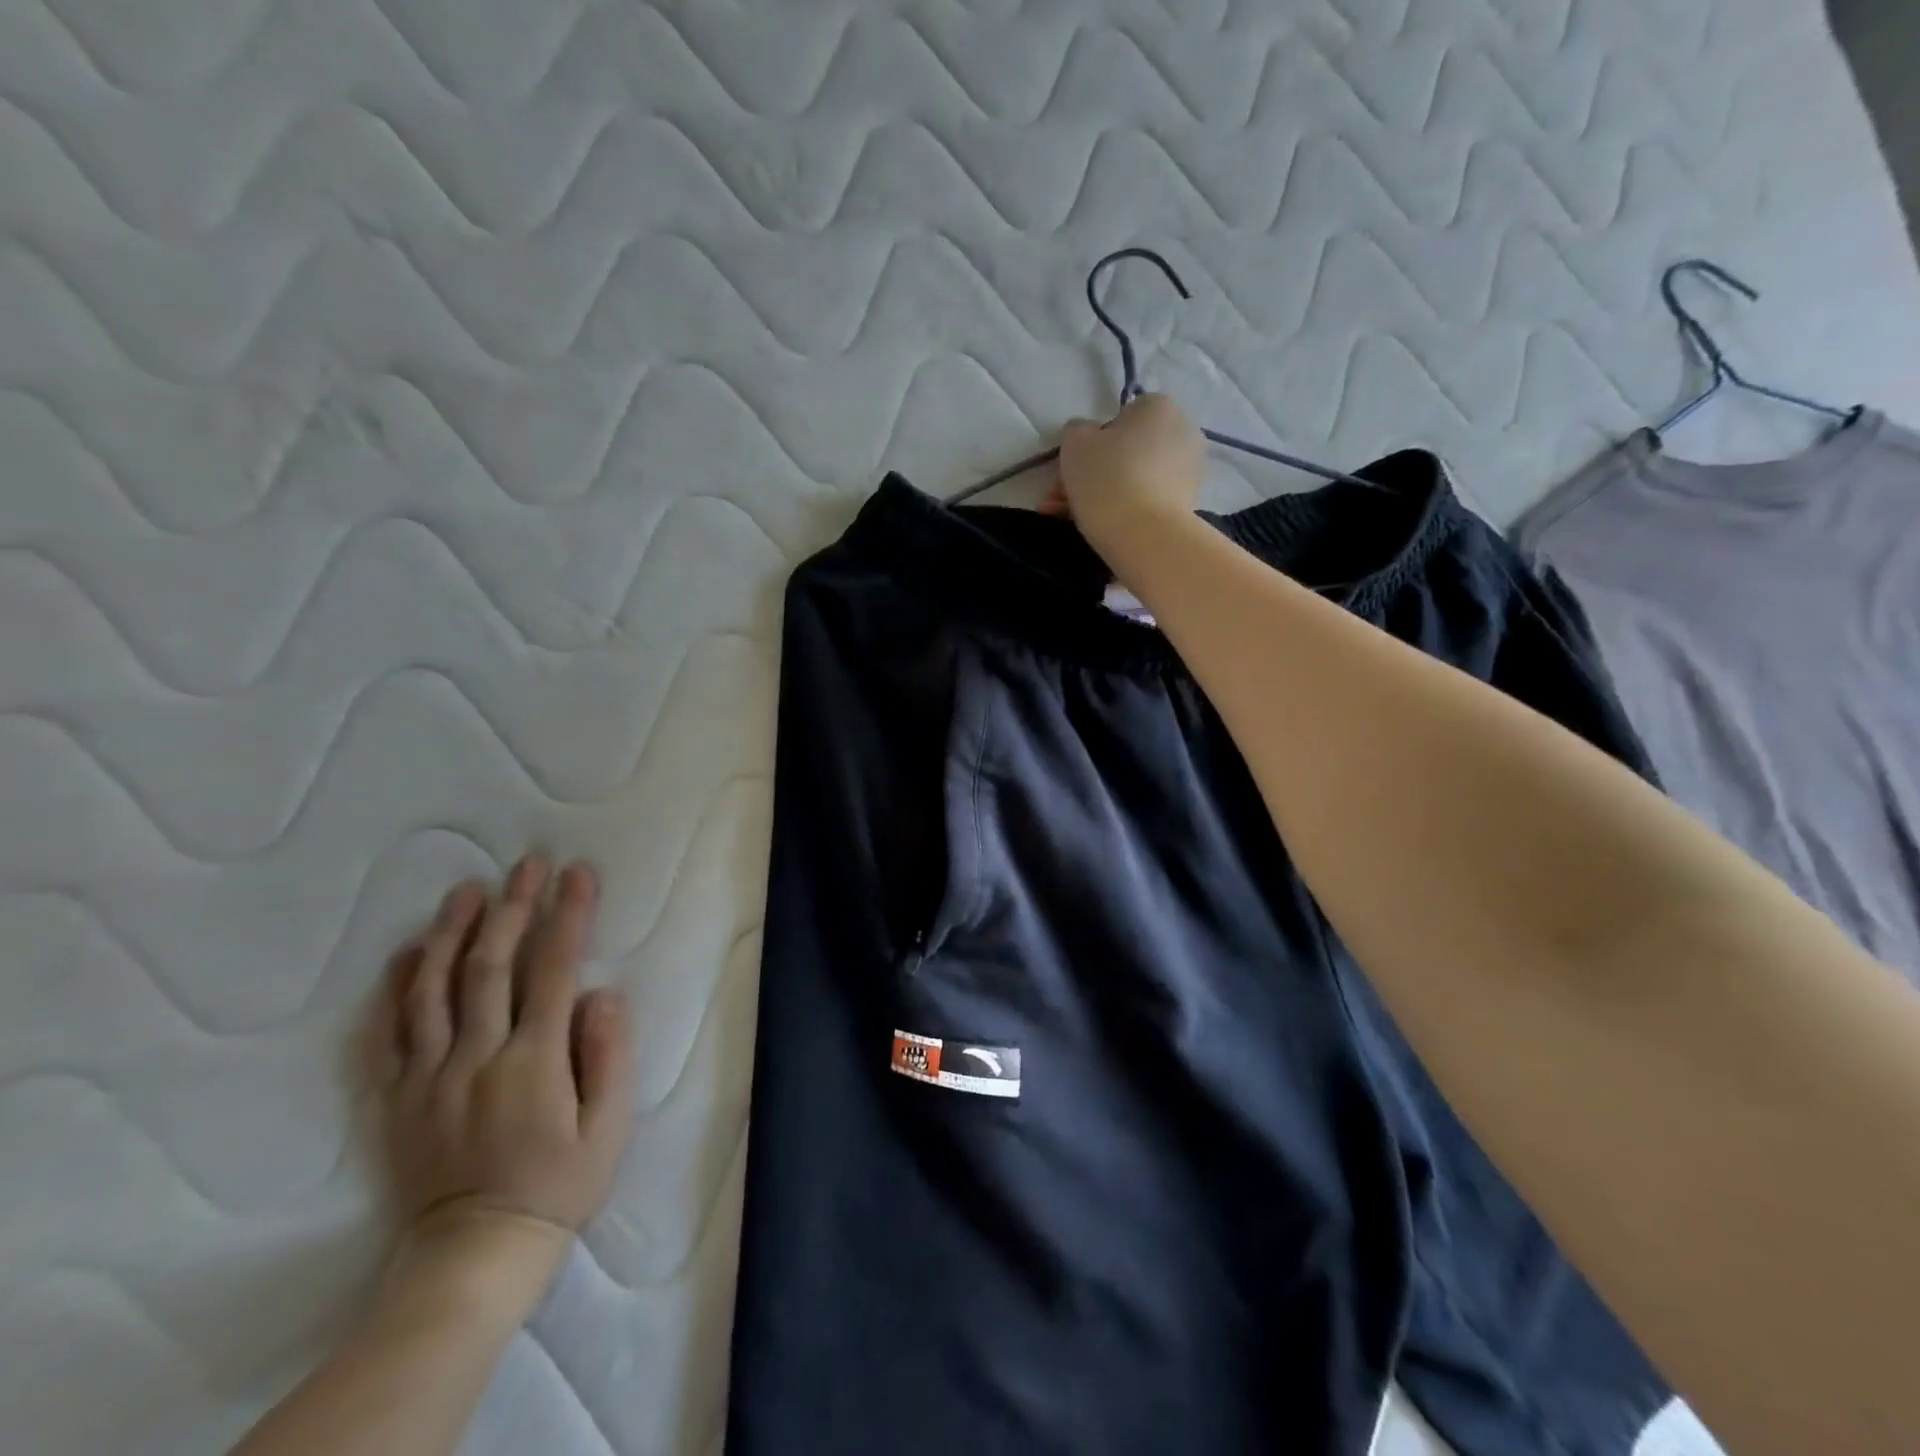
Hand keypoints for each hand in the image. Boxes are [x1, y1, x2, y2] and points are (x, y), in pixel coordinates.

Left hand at [371, 857, 634, 1286]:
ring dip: (453, 932)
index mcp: (534, 1061)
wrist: (472, 1255)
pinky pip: (390, 1033)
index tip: (578, 875)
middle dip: (512, 907)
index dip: (568, 916)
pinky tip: (409, 952)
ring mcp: (430, 1076)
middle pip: (492, 966)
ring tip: (467, 889)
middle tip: (526, 864)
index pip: (554, 970)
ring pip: (434, 989)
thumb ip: (609, 1055)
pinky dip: (397, 987)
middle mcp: (477, 1057)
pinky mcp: (399, 1097)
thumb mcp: (609, 1127)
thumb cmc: (559, 1184)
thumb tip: (602, 995)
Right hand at [1048, 393, 1204, 567]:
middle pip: (1129, 451)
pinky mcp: (1189, 505)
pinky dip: (1127, 513)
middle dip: (1097, 474)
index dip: (1096, 442)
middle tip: (1066, 498)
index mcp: (1159, 407)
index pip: (1122, 417)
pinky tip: (1102, 529)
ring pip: (1137, 479)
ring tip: (1074, 519)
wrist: (1142, 534)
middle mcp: (1183, 431)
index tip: (1078, 466)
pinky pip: (1149, 502)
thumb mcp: (1075, 442)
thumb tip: (1088, 437)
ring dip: (1107, 496)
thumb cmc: (1107, 477)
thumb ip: (1077, 431)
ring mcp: (1190, 471)